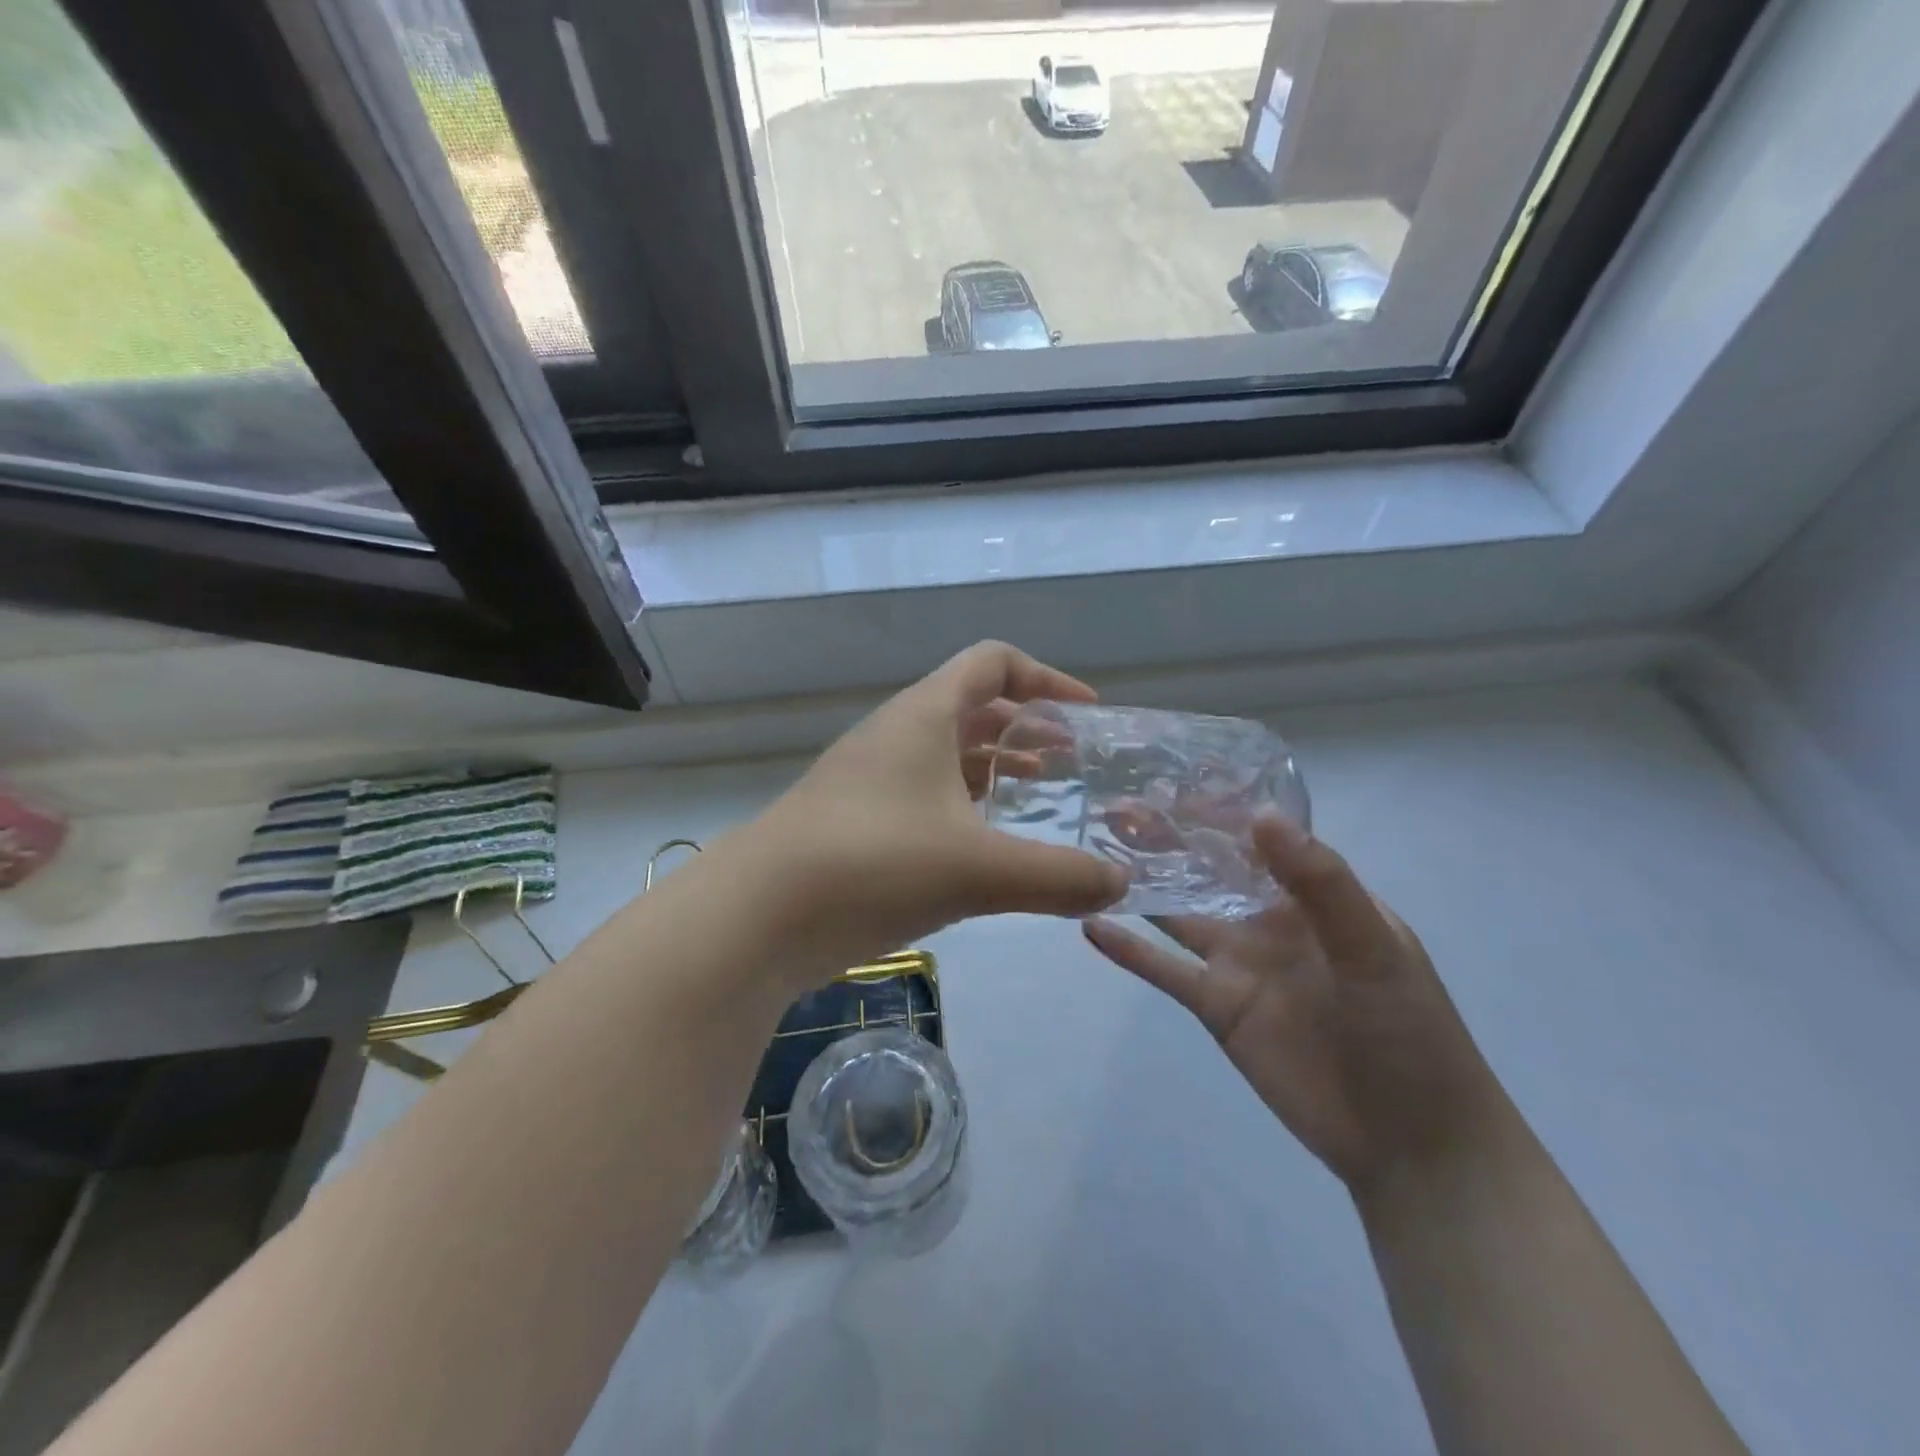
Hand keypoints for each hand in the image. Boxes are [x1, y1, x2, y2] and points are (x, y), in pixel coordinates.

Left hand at [745, 642, 1127, 974]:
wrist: (755, 915)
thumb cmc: (871, 864)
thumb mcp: (977, 870)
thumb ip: (1057, 877)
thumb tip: (1121, 884)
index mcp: (923, 716)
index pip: (992, 663)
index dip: (1046, 678)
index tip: (1088, 716)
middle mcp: (895, 735)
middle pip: (971, 707)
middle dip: (1026, 728)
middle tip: (1072, 762)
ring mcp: (869, 779)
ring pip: (945, 755)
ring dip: (994, 767)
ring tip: (1039, 796)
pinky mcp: (855, 821)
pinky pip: (923, 795)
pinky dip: (962, 806)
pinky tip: (984, 846)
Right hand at [1082, 816, 1508, 1194]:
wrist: (1410, 1143)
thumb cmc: (1409, 1033)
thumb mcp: (1374, 950)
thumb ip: (1321, 884)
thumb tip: (1261, 817)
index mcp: (1312, 895)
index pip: (1257, 838)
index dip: (1214, 810)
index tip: (1168, 781)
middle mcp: (1267, 919)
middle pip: (1207, 869)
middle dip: (1166, 839)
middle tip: (1114, 809)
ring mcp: (1238, 962)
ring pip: (1178, 912)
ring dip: (1141, 885)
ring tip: (1092, 853)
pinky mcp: (1215, 1005)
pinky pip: (1165, 969)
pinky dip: (1129, 949)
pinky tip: (1091, 926)